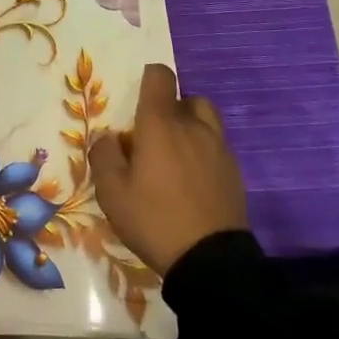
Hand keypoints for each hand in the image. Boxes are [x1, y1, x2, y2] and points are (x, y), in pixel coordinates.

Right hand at [89, 64, 248, 276]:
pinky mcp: (235, 171)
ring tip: (175, 157)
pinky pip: (217, 146)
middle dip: (170, 108)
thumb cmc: (154, 219)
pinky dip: (204, 152)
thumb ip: (103, 155)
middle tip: (154, 136)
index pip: (160, 77)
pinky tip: (192, 182)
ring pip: (206, 120)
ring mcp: (219, 148)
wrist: (209, 261)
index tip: (137, 99)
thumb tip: (107, 138)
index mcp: (160, 124)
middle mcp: (193, 127)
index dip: (148, 79)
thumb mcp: (112, 192)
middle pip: (186, 97)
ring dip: (191, 127)